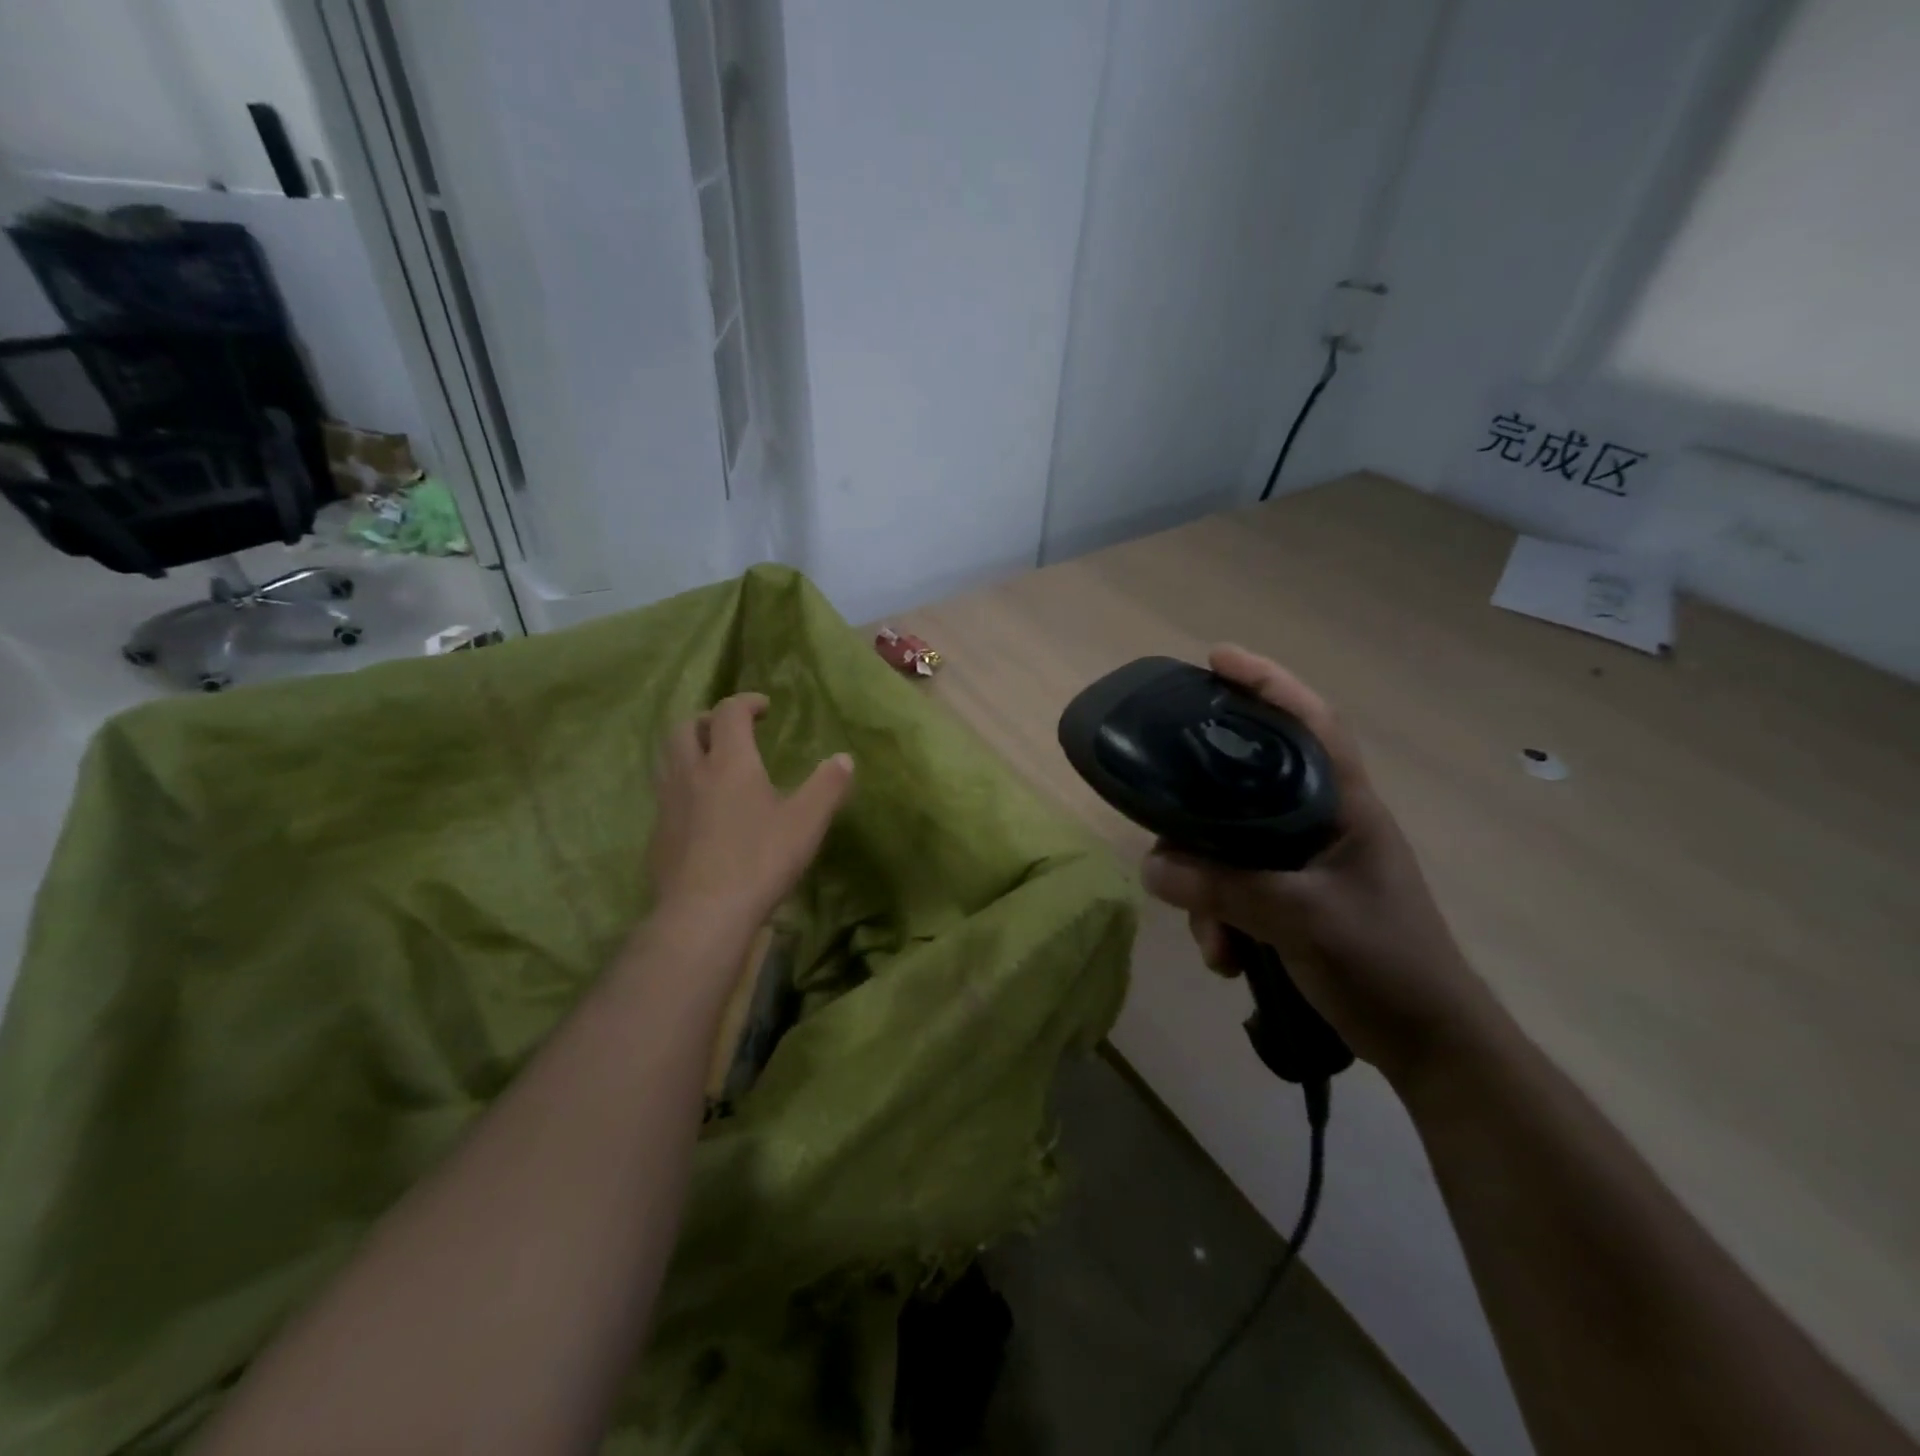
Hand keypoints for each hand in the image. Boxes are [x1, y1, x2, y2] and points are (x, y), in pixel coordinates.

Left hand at [646, 692, 853, 940]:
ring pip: (667, 758)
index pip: (729, 712)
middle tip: (731, 731)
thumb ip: (827, 786)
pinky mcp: (657, 834)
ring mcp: (668, 804)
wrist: (703, 913)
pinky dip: (681, 786)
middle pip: (686, 727)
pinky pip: (664, 794)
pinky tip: (699, 810)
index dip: (746, 702)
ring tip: (711, 762)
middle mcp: (691, 773)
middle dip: (709, 720)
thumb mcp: (807, 822)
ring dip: (688, 749)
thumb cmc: (760, 860)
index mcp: (729, 762)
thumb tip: (844, 758)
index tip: (764, 708)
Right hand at [1138, 646, 1496, 1086]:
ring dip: (1208, 891)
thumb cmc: (1385, 964)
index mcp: (1344, 805)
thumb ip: (1224, 888)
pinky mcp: (1294, 899)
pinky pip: (1237, 888)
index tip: (1215, 659)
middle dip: (1201, 818)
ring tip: (1213, 940)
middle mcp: (1322, 823)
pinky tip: (1225, 956)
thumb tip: (1152, 865)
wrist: (1430, 1045)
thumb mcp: (1301, 920)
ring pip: (1231, 847)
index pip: (1310, 720)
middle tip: (1165, 822)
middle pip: (1246, 787)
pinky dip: (1221, 917)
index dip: (1266, 680)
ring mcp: (1307, 863)